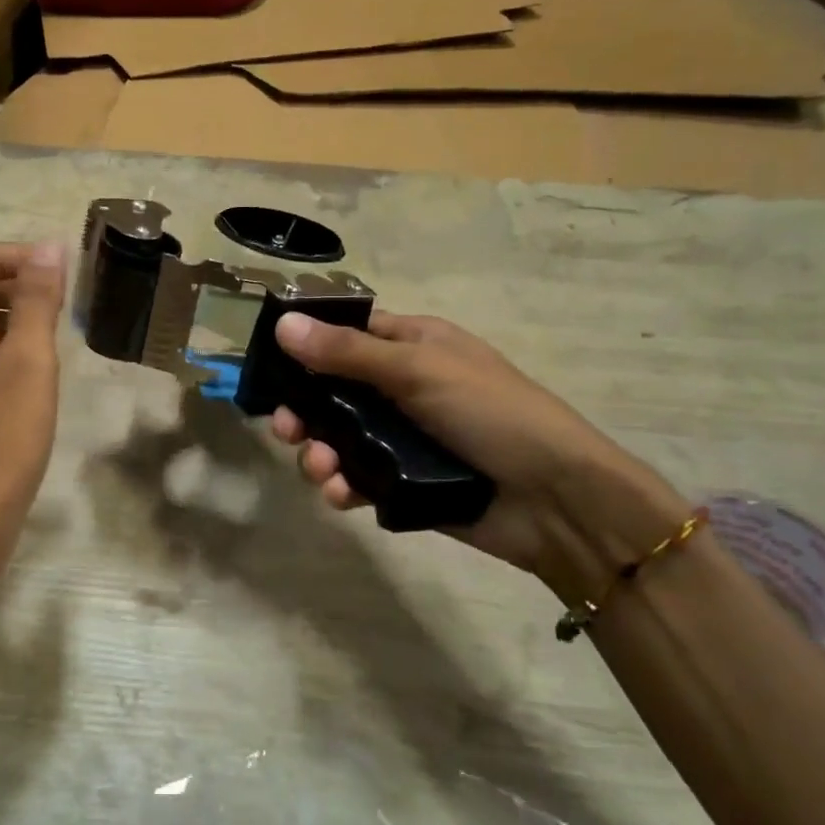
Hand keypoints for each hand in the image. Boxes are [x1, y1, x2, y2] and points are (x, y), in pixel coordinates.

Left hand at [0, 241, 66, 550]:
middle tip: (61, 304)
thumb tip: (47, 247)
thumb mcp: (30, 360)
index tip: (64, 276)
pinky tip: (26, 372)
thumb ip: (37, 300)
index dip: (22, 255)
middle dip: (15, 282)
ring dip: (7, 313)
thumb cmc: (2, 434)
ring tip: (50, 336)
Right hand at [268, 311, 688, 598]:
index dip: (307, 347)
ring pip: (339, 439)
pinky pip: (358, 478)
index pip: (347, 335)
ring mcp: (403, 438)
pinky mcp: (404, 484)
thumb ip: (347, 352)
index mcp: (413, 346)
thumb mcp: (418, 370)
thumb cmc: (491, 413)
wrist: (556, 501)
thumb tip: (283, 323)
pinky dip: (343, 485)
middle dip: (305, 410)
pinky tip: (341, 495)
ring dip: (319, 452)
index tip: (269, 365)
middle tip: (286, 429)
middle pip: (333, 392)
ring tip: (322, 469)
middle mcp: (403, 388)